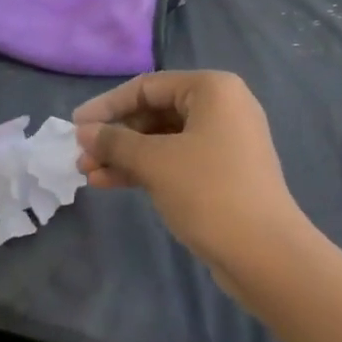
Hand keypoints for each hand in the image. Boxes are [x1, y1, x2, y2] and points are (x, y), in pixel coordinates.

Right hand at [74, 71, 308, 281]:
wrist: (266, 254)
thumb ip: (116, 142)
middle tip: (81, 155)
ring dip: (126, 155)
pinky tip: (111, 183)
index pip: (148, 87)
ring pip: (163, 139)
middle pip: (156, 112)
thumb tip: (84, 132)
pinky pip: (176, 159)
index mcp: (213, 89)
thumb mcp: (156, 162)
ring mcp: (225, 140)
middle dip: (116, 135)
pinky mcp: (223, 172)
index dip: (107, 105)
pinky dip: (146, 169)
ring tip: (87, 174)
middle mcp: (222, 106)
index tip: (75, 125)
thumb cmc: (209, 192)